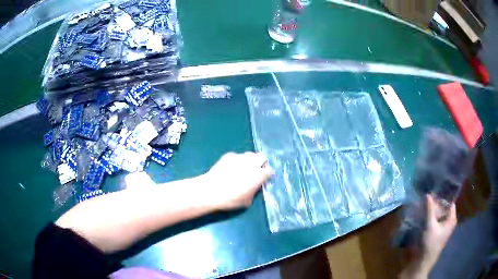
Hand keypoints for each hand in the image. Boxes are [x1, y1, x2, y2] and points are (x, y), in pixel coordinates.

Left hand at [202, 152, 272, 209]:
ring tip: (242, 168)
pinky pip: (236, 156)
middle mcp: (252, 163)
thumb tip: (254, 187)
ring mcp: (240, 157)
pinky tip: (229, 168)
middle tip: (255, 170)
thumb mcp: (247, 201)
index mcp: (259, 175)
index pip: (270, 170)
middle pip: (262, 157)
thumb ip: (254, 191)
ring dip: (249, 160)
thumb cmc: (231, 199)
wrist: (211, 190)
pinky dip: (236, 160)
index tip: (263, 178)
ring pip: (249, 154)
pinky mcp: (229, 155)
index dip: (267, 175)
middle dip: (260, 162)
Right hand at [420, 195, 457, 273]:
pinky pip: (435, 220)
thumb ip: (429, 209)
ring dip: (433, 209)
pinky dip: (431, 216)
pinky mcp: (437, 233)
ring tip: (425, 202)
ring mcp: (443, 228)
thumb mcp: (430, 225)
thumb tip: (428, 194)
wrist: (423, 261)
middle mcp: (449, 222)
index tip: (436, 188)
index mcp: (452, 219)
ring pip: (439, 214)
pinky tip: (424, 213)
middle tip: (429, 194)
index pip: (450, 202)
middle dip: (437, 202)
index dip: (444, 195)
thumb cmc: (430, 243)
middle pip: (444, 208)